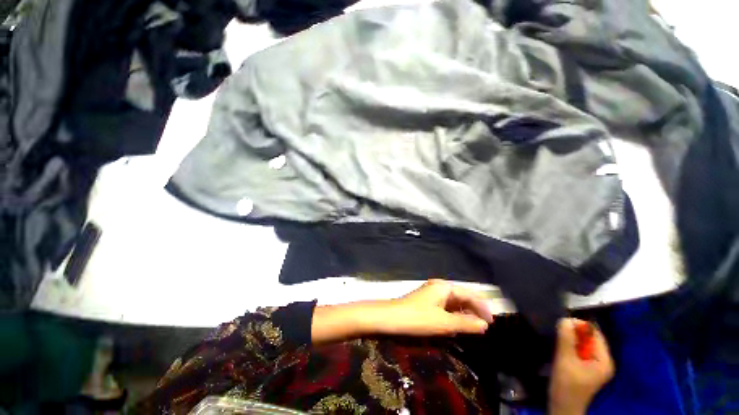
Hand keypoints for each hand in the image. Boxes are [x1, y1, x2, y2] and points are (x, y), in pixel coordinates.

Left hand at [380, 279, 493, 335]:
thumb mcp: (444, 323)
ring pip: (453, 302)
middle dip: (474, 310)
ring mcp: (432, 293)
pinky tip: (456, 326)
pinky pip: (445, 307)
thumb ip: (466, 323)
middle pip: (462, 297)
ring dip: (464, 314)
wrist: (392, 318)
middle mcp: (439, 287)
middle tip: (484, 327)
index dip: (482, 307)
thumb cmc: (419, 318)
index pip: (469, 294)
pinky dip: (453, 315)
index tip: (492, 322)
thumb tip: (484, 325)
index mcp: (444, 287)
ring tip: (473, 328)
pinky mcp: (427, 301)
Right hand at [549, 318, 614, 414]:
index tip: (562, 322)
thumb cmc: (567, 385)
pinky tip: (561, 348)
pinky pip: (579, 350)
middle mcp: (602, 361)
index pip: (595, 334)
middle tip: (558, 330)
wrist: (563, 406)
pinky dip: (570, 346)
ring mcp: (594, 365)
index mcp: (604, 360)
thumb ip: (566, 339)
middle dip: (574, 332)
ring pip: (583, 344)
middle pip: (590, 339)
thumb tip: (564, 319)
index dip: (580, 326)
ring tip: (558, 338)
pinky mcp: (585, 368)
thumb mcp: (565, 360)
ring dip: (571, 339)